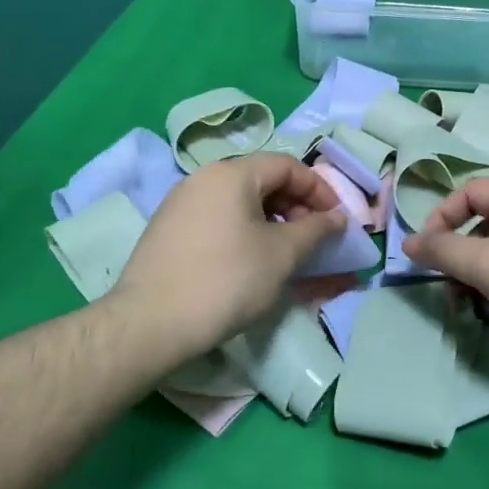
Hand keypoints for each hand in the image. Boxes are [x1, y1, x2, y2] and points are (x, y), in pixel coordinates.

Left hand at [110, 154, 346, 359]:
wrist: (150, 323)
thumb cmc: (226, 281)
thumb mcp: (281, 255)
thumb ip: (315, 230)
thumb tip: (337, 217)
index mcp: (231, 174)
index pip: (286, 165)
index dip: (319, 189)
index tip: (336, 219)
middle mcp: (202, 178)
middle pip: (261, 179)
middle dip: (295, 205)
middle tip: (313, 237)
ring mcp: (180, 202)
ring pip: (238, 200)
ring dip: (270, 219)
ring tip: (285, 251)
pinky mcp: (167, 228)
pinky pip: (217, 217)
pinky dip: (243, 229)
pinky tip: (249, 260)